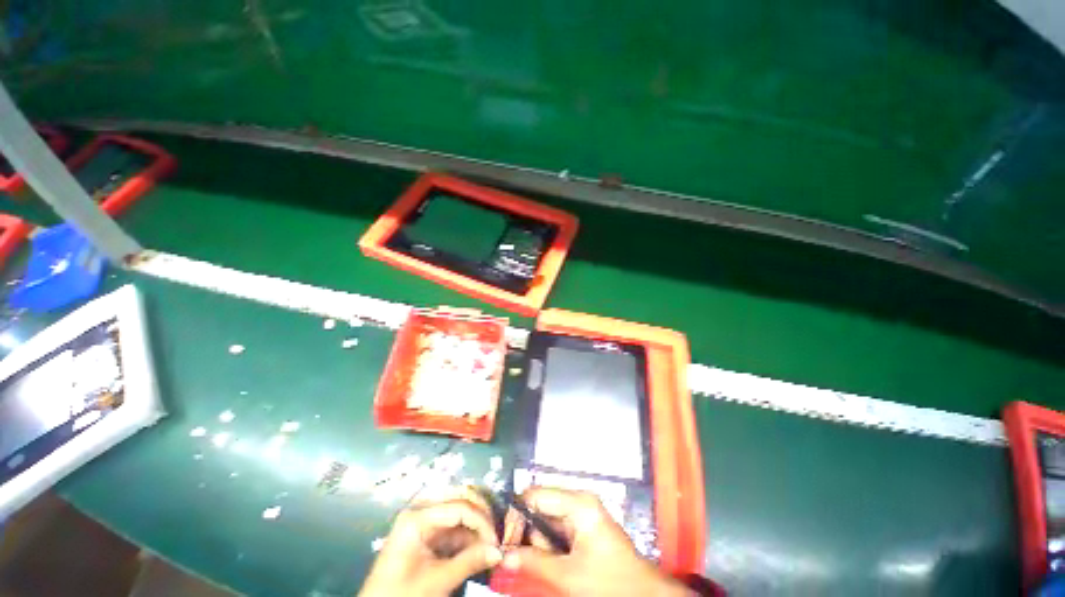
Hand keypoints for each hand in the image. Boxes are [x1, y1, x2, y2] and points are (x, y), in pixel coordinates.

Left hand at [359, 488, 502, 596]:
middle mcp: (421, 511)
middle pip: (459, 499)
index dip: (482, 521)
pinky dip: (467, 535)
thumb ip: (470, 562)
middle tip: (496, 534)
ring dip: (476, 524)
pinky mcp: (426, 534)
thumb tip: (499, 551)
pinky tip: (479, 547)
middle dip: (481, 514)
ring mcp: (423, 521)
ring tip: (490, 541)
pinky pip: (452, 526)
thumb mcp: (438, 581)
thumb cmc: (403, 595)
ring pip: (458, 511)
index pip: (459, 507)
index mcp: (418, 516)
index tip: (497, 541)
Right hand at [501, 487, 690, 596]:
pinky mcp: (583, 527)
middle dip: (529, 534)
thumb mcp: (569, 575)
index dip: (516, 516)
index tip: (504, 542)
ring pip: (546, 521)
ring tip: (552, 568)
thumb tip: (504, 555)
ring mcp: (581, 513)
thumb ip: (534, 562)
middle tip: (522, 559)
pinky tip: (555, 565)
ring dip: (539, 544)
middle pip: (539, 507)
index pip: (535, 495)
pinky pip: (556, 530)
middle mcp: (578, 501)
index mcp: (577, 502)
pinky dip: (549, 547)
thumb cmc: (610, 582)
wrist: (643, 594)